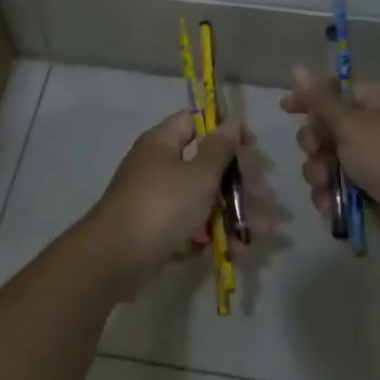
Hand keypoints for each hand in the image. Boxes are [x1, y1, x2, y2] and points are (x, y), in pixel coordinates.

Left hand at [84, 111, 251, 297]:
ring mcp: (157, 202)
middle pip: (205, 166)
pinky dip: (215, 237)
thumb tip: (231, 121)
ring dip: (235, 214)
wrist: (115, 258)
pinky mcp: (158, 232)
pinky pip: (193, 229)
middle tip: (264, 197)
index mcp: (162, 143)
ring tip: (263, 232)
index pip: (194, 122)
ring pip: (203, 201)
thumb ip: (219, 149)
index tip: (251, 145)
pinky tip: (239, 252)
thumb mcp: (198, 174)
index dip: (224, 130)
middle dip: (239, 183)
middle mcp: (158, 168)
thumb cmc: (161, 205)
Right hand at [280, 68, 379, 224]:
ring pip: (331, 159)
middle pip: (331, 127)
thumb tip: (297, 68)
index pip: (339, 92)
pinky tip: (329, 203)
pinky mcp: (373, 189)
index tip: (286, 109)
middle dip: (316, 143)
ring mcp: (378, 160)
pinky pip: (341, 184)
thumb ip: (320, 100)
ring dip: (320, 171)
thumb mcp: (351, 124)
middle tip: (316, 152)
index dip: (311, 99)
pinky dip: (332, 192)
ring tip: (324, 184)